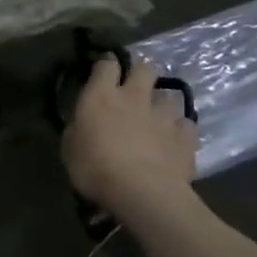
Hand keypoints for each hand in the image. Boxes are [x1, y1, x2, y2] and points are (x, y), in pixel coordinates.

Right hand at [61, 58, 198, 226]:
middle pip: (145, 69)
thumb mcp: (70, 147)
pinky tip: (175, 138)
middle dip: (141, 73)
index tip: (104, 67)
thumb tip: (83, 121)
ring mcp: (163, 116)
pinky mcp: (186, 137)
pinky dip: (180, 128)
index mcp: (101, 96)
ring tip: (158, 115)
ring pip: (170, 96)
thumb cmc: (95, 168)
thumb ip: (78, 127)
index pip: (106, 64)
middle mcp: (134, 97)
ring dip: (163, 103)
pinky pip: (186, 124)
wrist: (143, 193)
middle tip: (135, 86)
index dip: (106, 63)